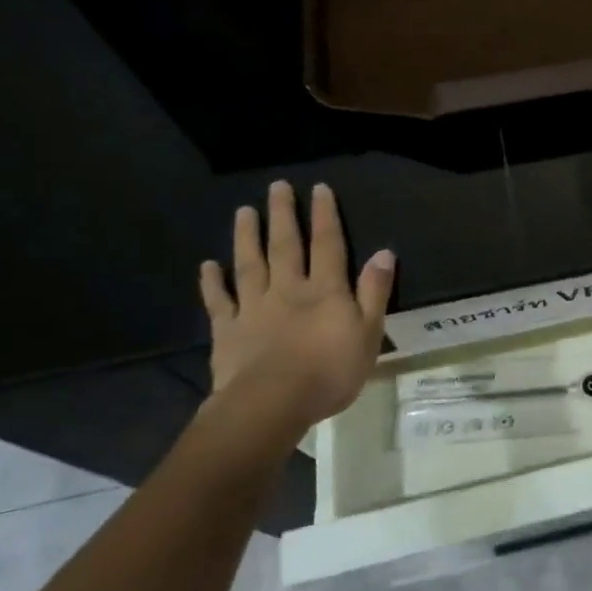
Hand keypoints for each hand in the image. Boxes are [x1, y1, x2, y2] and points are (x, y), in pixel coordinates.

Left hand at [199, 181, 394, 434]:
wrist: (271, 404)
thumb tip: (384, 252)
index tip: (319, 188)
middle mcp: (289, 289)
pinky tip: (207, 265)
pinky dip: (212, 282)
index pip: (328, 244)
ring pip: (250, 264)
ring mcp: (255, 308)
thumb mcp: (369, 332)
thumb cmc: (330, 371)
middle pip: (286, 246)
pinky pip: (219, 301)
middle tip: (277, 186)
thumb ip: (375, 291)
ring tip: (244, 211)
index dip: (325, 215)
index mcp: (326, 290)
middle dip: (283, 215)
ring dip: (247, 236)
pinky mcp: (228, 330)